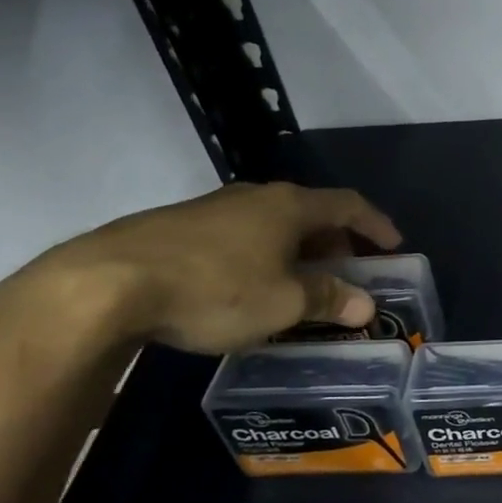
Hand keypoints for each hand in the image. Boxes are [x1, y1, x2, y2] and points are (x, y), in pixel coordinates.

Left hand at [12, 183, 402, 354]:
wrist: (106, 284)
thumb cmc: (214, 289)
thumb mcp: (283, 302)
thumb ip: (328, 300)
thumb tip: (366, 305)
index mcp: (289, 207)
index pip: (348, 206)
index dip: (376, 224)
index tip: (395, 246)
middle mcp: (255, 197)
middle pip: (310, 212)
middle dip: (336, 242)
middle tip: (347, 272)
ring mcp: (213, 208)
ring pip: (272, 224)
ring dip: (297, 250)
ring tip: (300, 283)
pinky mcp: (178, 227)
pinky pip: (240, 236)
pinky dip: (262, 255)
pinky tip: (248, 287)